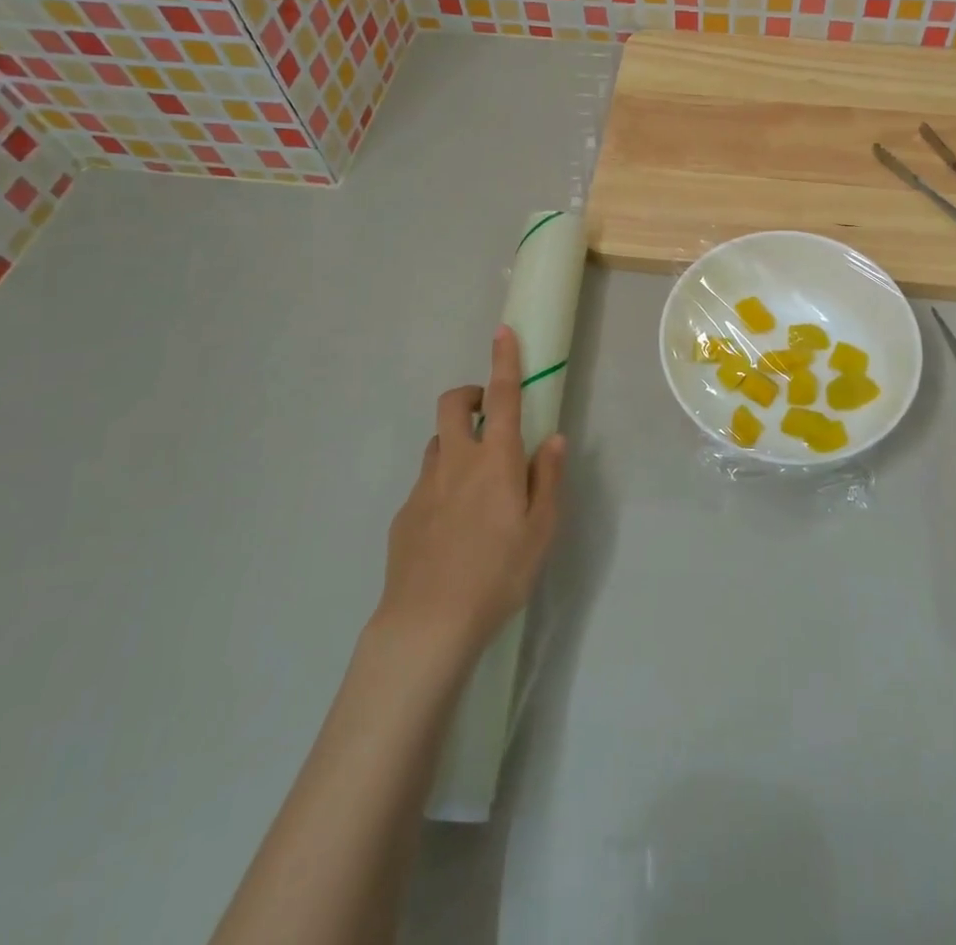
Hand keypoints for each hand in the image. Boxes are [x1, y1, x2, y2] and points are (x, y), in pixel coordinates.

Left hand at [375, 326, 565, 661]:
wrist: (427, 623)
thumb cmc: (498, 574)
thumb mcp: (540, 530)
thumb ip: (546, 478)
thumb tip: (551, 438)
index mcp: (494, 460)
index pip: (501, 396)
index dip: (504, 360)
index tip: (502, 331)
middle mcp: (455, 462)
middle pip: (452, 404)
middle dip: (470, 394)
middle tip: (488, 415)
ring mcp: (424, 486)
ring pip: (437, 443)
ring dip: (456, 442)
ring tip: (477, 482)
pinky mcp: (404, 513)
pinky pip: (427, 482)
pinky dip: (443, 484)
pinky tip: (454, 529)